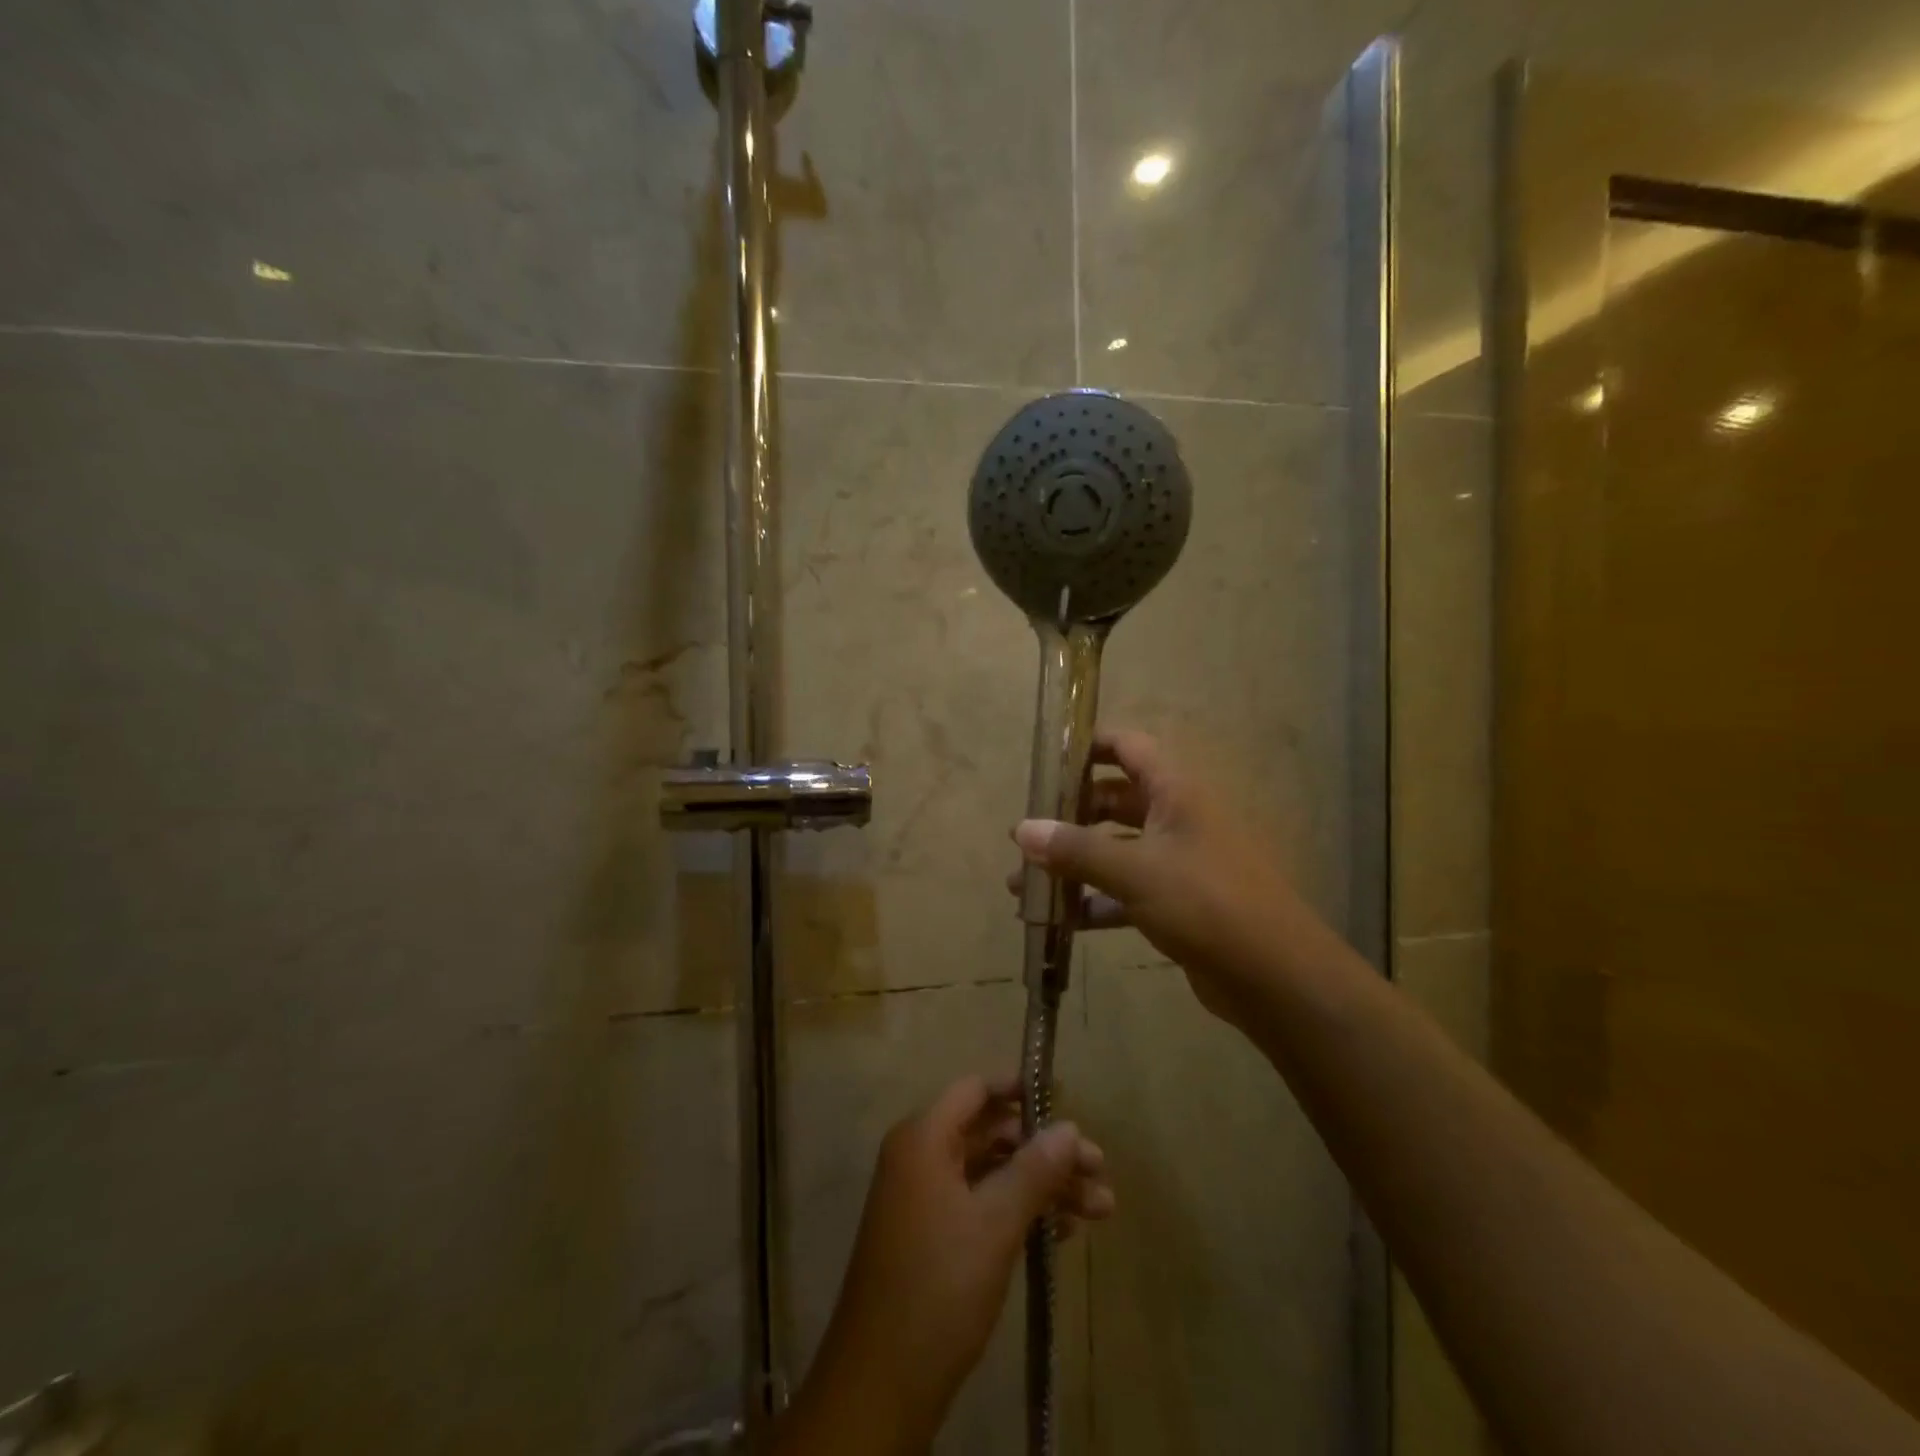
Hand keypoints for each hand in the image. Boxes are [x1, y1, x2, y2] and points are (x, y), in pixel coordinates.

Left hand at [777, 1076, 1112, 1455]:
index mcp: (924, 1138)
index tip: (1066, 1102)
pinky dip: (1021, 1212)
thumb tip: (1070, 1128)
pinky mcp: (934, 1237)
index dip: (1020, 1091)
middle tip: (1099, 1170)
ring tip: (1101, 1208)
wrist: (882, 1383)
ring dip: (1044, 1186)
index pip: (975, 1090)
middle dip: (1046, 1150)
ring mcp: (926, 1199)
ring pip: (993, 1173)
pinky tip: (1064, 1233)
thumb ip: (1034, 1169)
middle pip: (991, 1134)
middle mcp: (921, 1157)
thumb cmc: (939, 1286)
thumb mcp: (995, 1223)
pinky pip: (983, 1205)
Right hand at [1009, 729, 1323, 1031]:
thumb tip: (1021, 830)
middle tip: (1026, 836)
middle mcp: (1178, 818)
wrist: (1275, 976)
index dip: (1089, 745)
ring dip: (1075, 863)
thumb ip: (1077, 849)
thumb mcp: (1136, 871)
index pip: (1129, 747)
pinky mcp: (1177, 903)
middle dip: (1069, 816)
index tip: (1047, 762)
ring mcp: (1179, 862)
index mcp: (1176, 792)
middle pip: (1115, 800)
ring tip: (1024, 885)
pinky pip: (1126, 890)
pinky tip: (1062, 920)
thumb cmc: (1206, 903)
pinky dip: (1095, 900)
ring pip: (1116, 849)